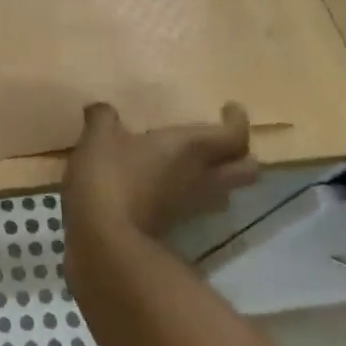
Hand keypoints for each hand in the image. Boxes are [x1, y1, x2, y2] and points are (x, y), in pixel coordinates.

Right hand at [61, 100, 258, 239]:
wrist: (102, 236)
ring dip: (221, 178)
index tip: (228, 109)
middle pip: (247, 171)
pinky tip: (168, 184)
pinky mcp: (175, 225)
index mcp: (190, 148)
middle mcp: (201, 177)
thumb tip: (101, 109)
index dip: (238, 121)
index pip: (235, 136)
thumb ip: (103, 118)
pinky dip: (194, 193)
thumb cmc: (108, 175)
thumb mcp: (98, 137)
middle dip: (242, 155)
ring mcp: (191, 205)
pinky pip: (198, 205)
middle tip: (222, 141)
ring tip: (199, 164)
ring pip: (226, 192)